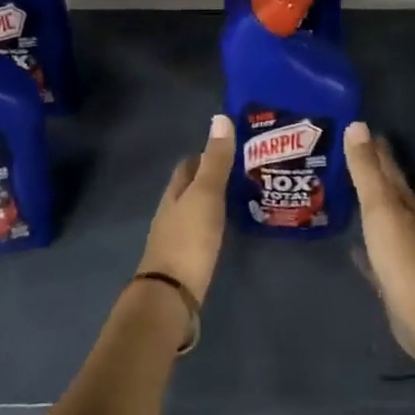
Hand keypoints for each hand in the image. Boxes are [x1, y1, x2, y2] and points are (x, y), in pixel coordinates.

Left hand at [137, 114, 233, 304]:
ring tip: (242, 199)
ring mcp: (175, 239)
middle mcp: (171, 212)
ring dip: (214, 203)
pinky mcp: (184, 262)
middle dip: (211, 179)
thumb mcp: (206, 195)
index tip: (231, 150)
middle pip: (190, 188)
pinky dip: (213, 226)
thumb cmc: (189, 240)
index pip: (188, 165)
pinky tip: (228, 231)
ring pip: (195, 212)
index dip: (206, 155)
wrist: (171, 296)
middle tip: (244, 174)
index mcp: (174, 193)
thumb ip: (215, 161)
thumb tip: (220, 117)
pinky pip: (200, 234)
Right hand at [344, 122, 414, 355]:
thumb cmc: (402, 256)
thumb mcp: (380, 206)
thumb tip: (358, 125)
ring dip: (365, 204)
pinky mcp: (393, 277)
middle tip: (341, 153)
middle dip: (368, 171)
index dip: (373, 145)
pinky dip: (364, 245)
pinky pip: (375, 253)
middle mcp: (406, 220)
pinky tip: (352, 246)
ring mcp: (401, 250)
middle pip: (386, 189)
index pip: (387, 164)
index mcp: (404, 200)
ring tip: (340, 191)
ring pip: (380, 218)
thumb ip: (366, 169)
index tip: (355, 126)